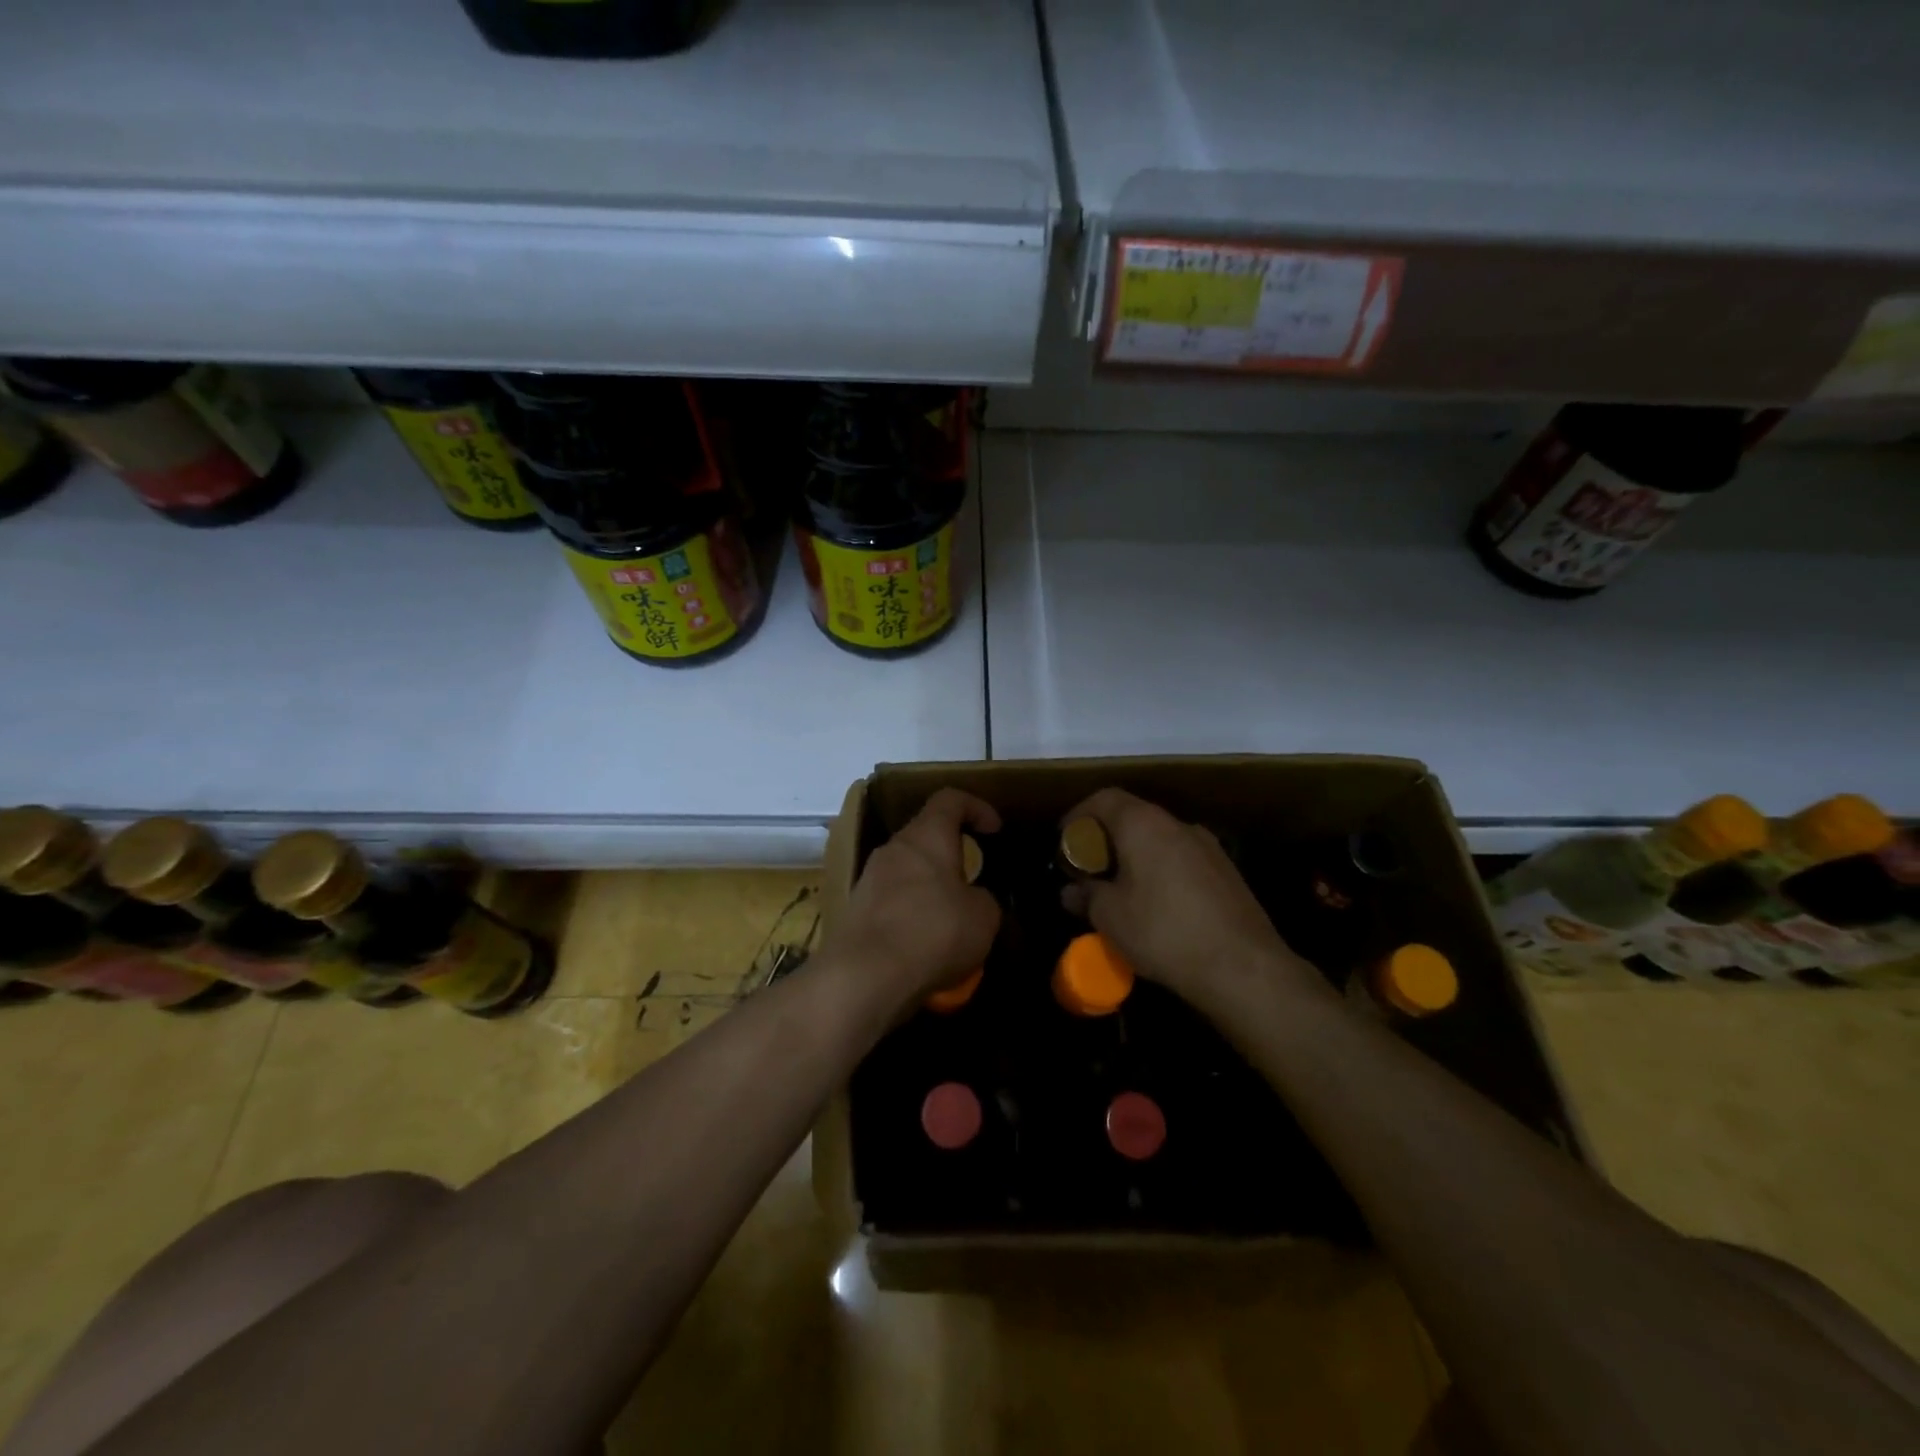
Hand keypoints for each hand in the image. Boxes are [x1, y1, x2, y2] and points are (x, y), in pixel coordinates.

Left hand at [826, 788, 1002, 1014]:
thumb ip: (983, 899)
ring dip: (930, 885)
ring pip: (907, 869)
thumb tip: (974, 900)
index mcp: (927, 836)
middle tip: (974, 878)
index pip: (950, 799)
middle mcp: (894, 848)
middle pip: (925, 835)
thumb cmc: (933, 932)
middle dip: (951, 852)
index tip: (995, 830)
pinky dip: (911, 911)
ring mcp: (869, 878)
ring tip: (951, 917)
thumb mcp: (983, 917)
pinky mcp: (856, 909)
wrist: (864, 976)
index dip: (976, 808)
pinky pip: (892, 899)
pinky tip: (925, 943)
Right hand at [1061, 788, 1328, 1016]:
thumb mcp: (1109, 917)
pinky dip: (1161, 872)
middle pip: (1133, 817)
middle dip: (1106, 839)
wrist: (1243, 967)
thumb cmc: (1163, 931)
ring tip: (1121, 890)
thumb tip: (1070, 891)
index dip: (1079, 815)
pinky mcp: (1228, 872)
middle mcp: (1178, 824)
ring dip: (1136, 857)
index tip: (1064, 840)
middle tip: (1089, 869)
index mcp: (1144, 824)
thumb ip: (1085, 896)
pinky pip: (1182, 860)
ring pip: (1160, 840)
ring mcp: (1208, 847)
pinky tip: (1157, 907)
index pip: (1104, 798)